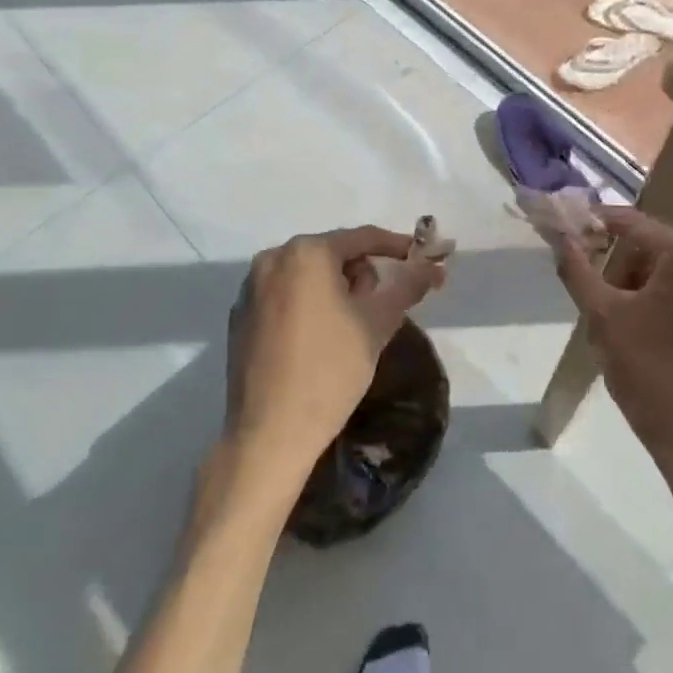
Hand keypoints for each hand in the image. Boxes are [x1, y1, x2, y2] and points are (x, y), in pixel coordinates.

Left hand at [226, 226, 446, 477]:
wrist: (269, 434)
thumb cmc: (330, 370)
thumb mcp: (377, 324)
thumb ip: (406, 286)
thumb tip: (433, 267)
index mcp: (306, 253)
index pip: (361, 238)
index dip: (395, 247)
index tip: (419, 259)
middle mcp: (273, 259)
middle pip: (332, 254)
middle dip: (360, 275)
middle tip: (377, 310)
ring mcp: (251, 288)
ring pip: (306, 275)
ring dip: (333, 290)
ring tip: (347, 329)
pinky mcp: (239, 316)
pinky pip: (284, 296)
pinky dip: (306, 306)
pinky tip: (315, 341)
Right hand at [555, 208, 672, 503]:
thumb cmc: (653, 378)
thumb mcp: (604, 320)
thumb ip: (578, 270)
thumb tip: (562, 238)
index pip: (634, 223)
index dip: (595, 223)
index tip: (564, 232)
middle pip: (654, 247)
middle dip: (618, 265)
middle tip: (592, 294)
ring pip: (672, 273)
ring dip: (638, 286)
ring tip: (616, 324)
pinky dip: (663, 303)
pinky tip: (645, 337)